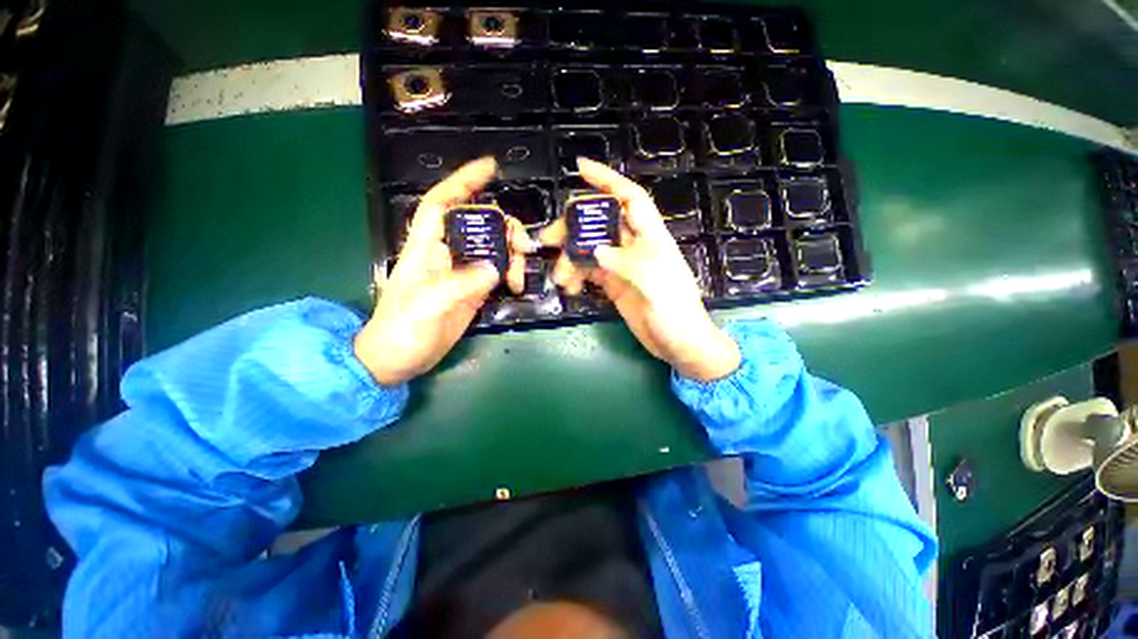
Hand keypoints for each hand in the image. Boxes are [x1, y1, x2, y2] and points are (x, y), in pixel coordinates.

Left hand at [354, 157, 532, 384]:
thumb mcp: (426, 305)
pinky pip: (499, 271)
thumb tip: (495, 269)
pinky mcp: (474, 290)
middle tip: (523, 245)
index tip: (490, 168)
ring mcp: (463, 272)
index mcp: (426, 247)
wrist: (399, 360)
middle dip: (504, 227)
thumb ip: (461, 284)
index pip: (442, 203)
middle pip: (480, 224)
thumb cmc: (400, 330)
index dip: (463, 181)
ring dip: (513, 255)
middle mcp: (447, 253)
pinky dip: (512, 273)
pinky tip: (517, 286)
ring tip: (518, 278)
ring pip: (495, 248)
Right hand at [540, 158, 739, 380]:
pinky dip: (576, 275)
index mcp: (651, 236)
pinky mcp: (613, 284)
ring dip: (570, 258)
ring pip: (589, 248)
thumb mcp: (653, 282)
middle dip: (573, 226)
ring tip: (560, 278)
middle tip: (549, 239)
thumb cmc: (675, 311)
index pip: (629, 198)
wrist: (679, 344)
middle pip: (600, 222)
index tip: (580, 168)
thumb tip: (595, 251)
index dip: (607, 180)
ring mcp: (622, 266)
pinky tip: (570, 288)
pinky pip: (589, 271)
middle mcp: (634, 246)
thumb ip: (624, 262)